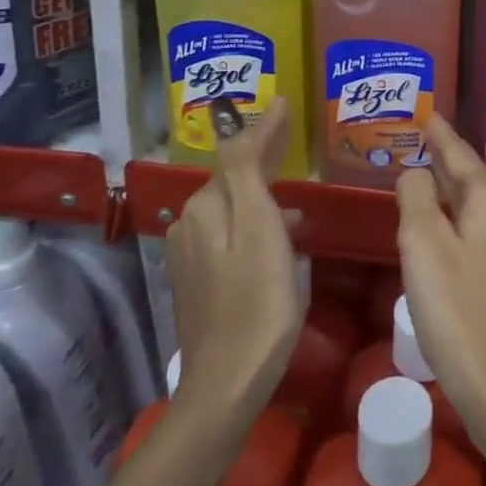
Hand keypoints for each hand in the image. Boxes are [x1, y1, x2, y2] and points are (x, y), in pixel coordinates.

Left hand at [165, 97, 304, 422]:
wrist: (227, 382)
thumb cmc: (257, 299)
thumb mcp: (259, 225)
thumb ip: (247, 167)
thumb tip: (252, 113)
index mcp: (205, 205)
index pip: (239, 151)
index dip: (266, 127)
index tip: (286, 103)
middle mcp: (190, 222)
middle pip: (234, 177)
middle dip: (262, 154)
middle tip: (292, 134)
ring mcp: (191, 254)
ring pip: (234, 205)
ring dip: (262, 191)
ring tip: (296, 188)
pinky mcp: (199, 280)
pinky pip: (231, 232)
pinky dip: (256, 220)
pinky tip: (281, 234)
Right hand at [395, 117, 485, 478]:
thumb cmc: (456, 311)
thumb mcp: (422, 246)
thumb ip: (416, 197)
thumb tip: (417, 172)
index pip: (460, 154)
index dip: (440, 134)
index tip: (427, 112)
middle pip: (472, 178)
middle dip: (445, 161)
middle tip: (419, 142)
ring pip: (479, 206)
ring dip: (452, 192)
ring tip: (426, 180)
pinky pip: (484, 231)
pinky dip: (461, 220)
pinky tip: (445, 230)